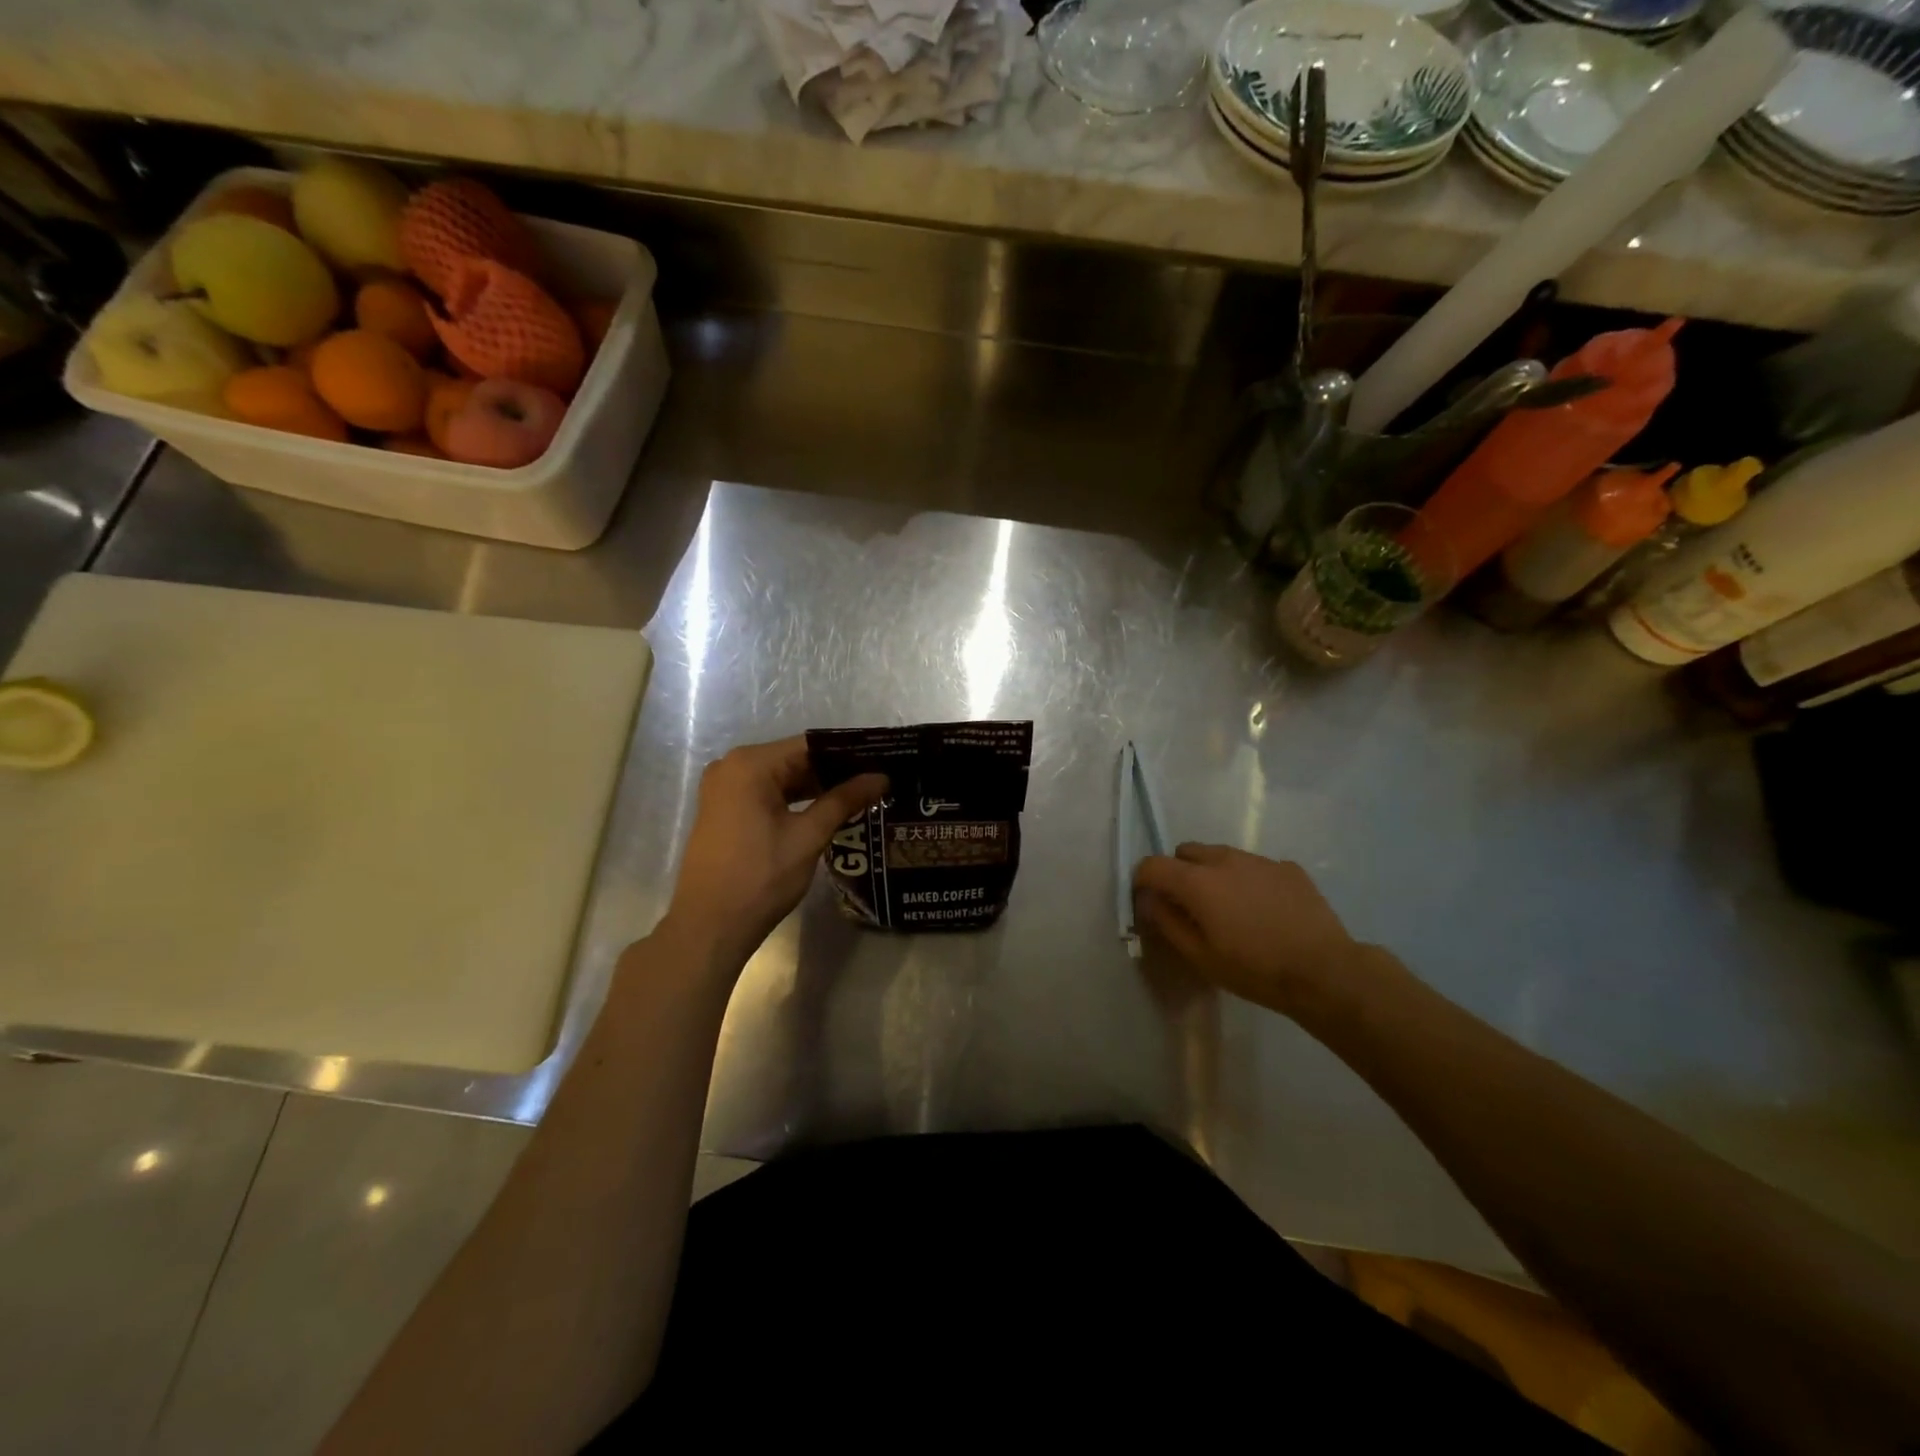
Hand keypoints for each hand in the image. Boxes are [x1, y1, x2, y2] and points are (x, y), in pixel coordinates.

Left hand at [661, 737, 886, 972]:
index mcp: (750, 764)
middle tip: (877, 781)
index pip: (810, 745)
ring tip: (861, 795)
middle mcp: (731, 766)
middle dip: (834, 771)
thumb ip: (844, 800)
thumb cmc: (760, 877)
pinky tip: (827, 811)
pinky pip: (767, 794)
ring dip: (816, 788)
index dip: (848, 753)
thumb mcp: (808, 836)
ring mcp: (724, 789)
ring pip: (781, 778)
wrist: (709, 926)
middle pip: (794, 759)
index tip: (881, 760)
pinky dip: (795, 800)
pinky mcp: (723, 810)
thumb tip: (880, 777)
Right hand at [1134, 843, 1373, 1019]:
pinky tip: (1264, 910)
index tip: (1147, 900)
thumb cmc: (1255, 969)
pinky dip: (1248, 880)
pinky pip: (1254, 866)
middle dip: (1179, 872)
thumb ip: (1167, 922)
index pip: (1153, 865)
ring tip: (1230, 908)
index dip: (1142, 880)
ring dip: (1213, 874)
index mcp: (1198, 882)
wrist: (1325, 972)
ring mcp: (1259, 860)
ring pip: (1221, 855)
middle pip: (1186, 851)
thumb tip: (1150, 900)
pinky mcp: (1288, 868)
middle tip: (1190, 906)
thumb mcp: (1200, 956)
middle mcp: (1225, 860)